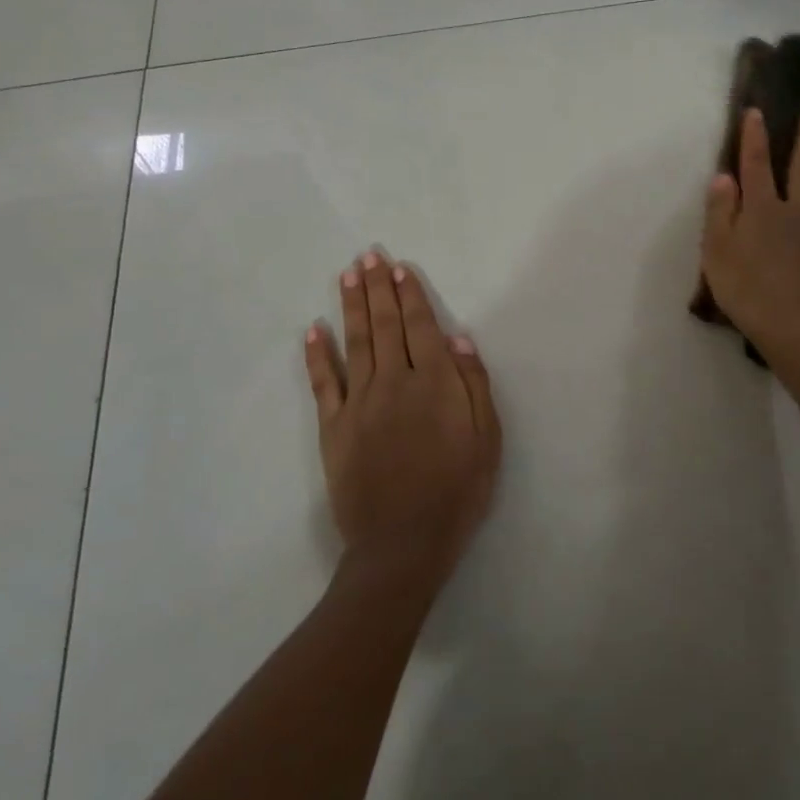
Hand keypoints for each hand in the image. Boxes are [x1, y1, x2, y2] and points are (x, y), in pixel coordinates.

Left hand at [304, 252, 501, 580]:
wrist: (404, 544)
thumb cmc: (457, 491)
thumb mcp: (487, 439)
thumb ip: (474, 385)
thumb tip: (459, 338)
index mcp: (434, 382)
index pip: (421, 326)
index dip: (410, 295)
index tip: (400, 267)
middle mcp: (394, 381)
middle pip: (385, 325)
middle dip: (378, 288)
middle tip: (368, 256)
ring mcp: (359, 403)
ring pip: (355, 342)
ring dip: (351, 305)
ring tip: (347, 275)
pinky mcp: (334, 427)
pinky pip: (324, 383)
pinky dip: (317, 354)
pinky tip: (313, 330)